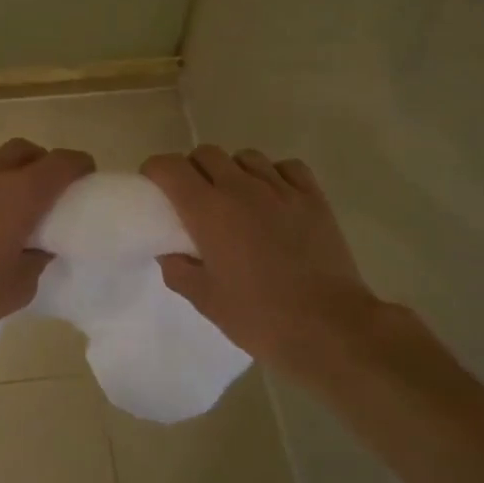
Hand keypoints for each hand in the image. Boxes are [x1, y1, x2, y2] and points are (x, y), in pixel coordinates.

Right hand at [142, 146, 420, 388]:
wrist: (329, 328)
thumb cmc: (260, 317)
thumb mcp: (206, 301)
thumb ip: (179, 270)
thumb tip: (171, 253)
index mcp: (208, 211)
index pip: (170, 167)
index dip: (156, 171)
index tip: (154, 188)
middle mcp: (241, 188)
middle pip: (206, 154)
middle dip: (192, 169)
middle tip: (194, 200)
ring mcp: (281, 189)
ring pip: (246, 157)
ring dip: (232, 171)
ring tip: (236, 199)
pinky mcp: (313, 198)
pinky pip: (286, 168)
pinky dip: (274, 175)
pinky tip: (274, 198)